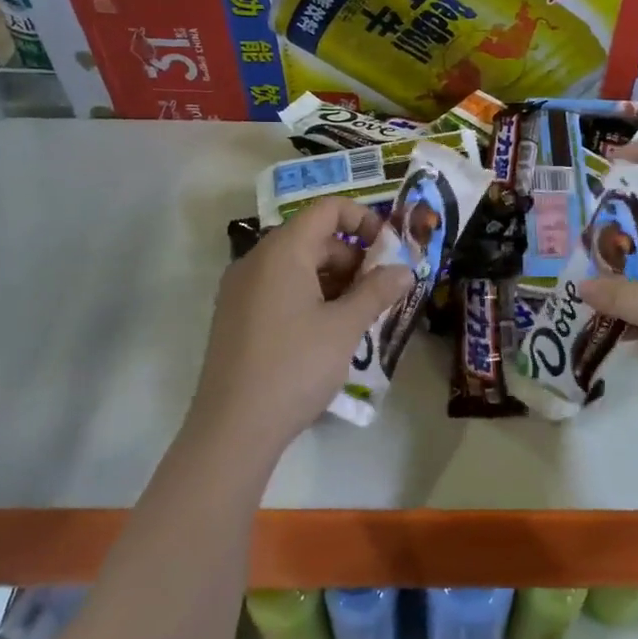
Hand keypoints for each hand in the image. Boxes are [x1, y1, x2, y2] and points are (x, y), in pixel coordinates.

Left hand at [191, 198, 412, 452]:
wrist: (233, 429)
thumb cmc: (295, 367)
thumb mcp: (345, 327)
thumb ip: (377, 291)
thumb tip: (404, 270)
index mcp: (282, 251)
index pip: (328, 209)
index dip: (364, 219)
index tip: (389, 250)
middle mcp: (256, 260)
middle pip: (313, 237)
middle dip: (353, 256)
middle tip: (379, 290)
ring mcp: (241, 289)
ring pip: (296, 264)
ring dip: (333, 279)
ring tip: (358, 314)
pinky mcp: (235, 316)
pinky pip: (279, 288)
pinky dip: (309, 295)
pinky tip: (327, 331)